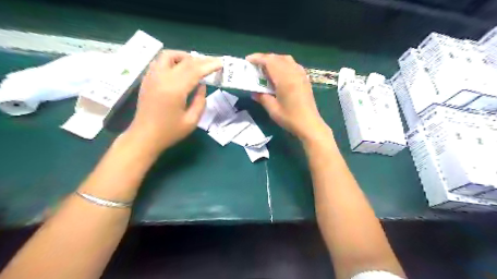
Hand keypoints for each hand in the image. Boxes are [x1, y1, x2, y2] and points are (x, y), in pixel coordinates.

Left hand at [128, 50, 220, 152]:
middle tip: (212, 62)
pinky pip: (160, 62)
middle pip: (184, 61)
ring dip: (184, 57)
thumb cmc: (169, 132)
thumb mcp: (191, 121)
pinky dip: (173, 61)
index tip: (220, 63)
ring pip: (169, 55)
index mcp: (175, 90)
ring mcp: (152, 77)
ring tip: (195, 64)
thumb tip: (202, 85)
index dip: (209, 65)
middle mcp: (162, 78)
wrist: (144, 137)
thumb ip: (200, 101)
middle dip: (201, 60)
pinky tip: (179, 69)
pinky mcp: (147, 79)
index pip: (195, 70)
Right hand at [247, 53, 328, 140]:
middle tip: (255, 65)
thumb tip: (254, 92)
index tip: (248, 60)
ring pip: (286, 59)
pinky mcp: (305, 79)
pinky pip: (293, 65)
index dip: (258, 58)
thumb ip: (262, 97)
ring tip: (266, 68)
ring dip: (275, 60)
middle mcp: (294, 73)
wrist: (309, 124)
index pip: (270, 61)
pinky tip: (279, 74)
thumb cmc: (290, 118)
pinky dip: (283, 64)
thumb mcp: (273, 109)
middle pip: (278, 58)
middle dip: (265, 58)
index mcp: (285, 79)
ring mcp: (301, 75)